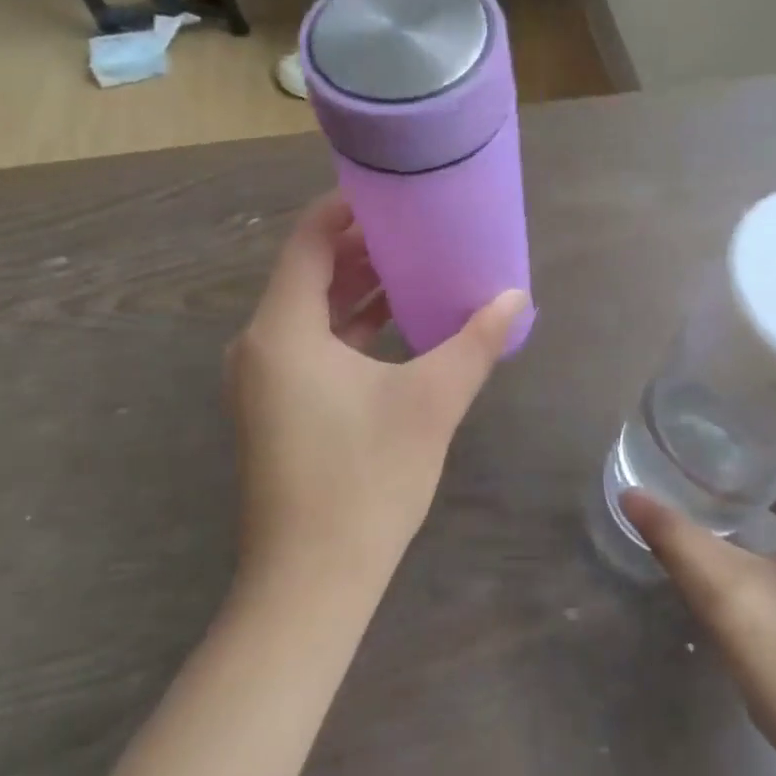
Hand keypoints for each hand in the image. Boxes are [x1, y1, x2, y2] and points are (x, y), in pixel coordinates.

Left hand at [228, 193, 528, 602]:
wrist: (311, 583)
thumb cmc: (366, 480)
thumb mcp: (431, 401)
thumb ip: (475, 342)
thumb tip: (516, 296)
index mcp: (282, 330)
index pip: (307, 239)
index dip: (347, 207)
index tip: (394, 192)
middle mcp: (259, 347)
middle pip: (307, 272)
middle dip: (360, 246)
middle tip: (417, 227)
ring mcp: (263, 382)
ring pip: (309, 312)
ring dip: (356, 288)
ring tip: (413, 266)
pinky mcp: (275, 411)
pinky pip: (310, 347)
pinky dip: (349, 328)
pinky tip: (396, 326)